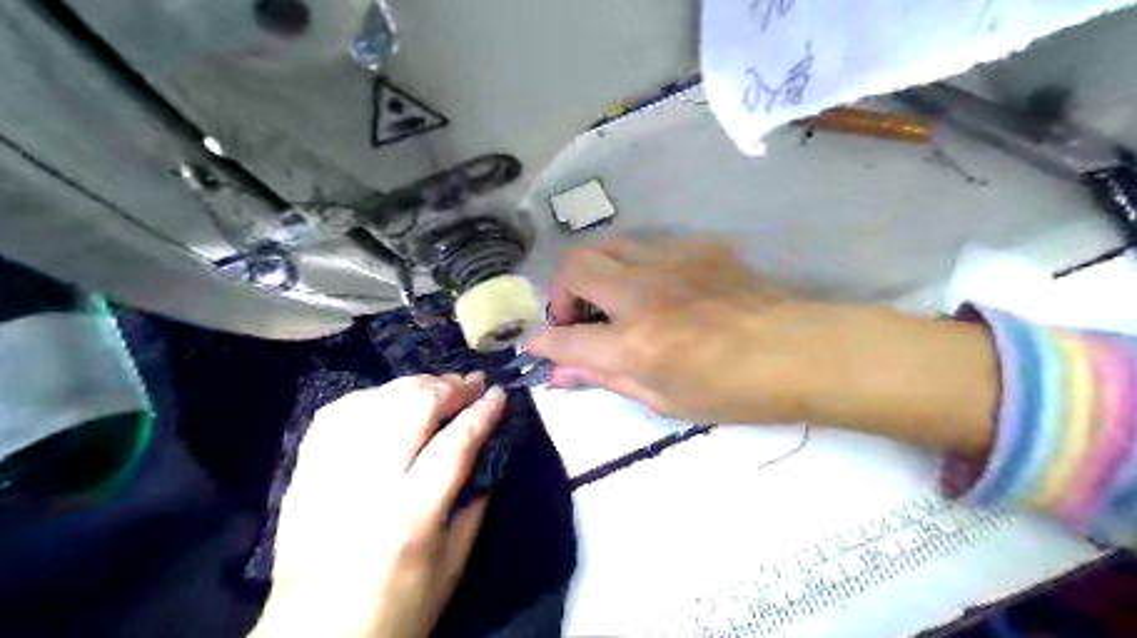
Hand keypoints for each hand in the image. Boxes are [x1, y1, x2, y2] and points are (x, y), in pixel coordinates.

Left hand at [255, 373, 507, 636]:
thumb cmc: (397, 611)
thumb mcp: (452, 566)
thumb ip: (474, 504)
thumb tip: (490, 451)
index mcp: (411, 515)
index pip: (455, 444)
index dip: (482, 412)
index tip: (500, 394)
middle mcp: (368, 484)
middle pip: (412, 409)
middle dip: (449, 387)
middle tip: (472, 381)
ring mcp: (329, 474)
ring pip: (374, 403)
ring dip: (412, 385)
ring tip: (437, 384)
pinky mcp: (304, 474)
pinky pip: (334, 415)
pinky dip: (367, 398)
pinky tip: (388, 397)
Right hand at [524, 236, 995, 453]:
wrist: (801, 352)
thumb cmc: (734, 392)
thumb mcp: (664, 400)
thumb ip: (607, 379)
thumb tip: (562, 374)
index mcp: (634, 343)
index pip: (564, 338)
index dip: (542, 343)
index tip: (536, 347)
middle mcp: (642, 293)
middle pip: (575, 269)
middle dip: (561, 294)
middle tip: (577, 319)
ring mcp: (670, 261)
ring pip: (607, 246)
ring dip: (595, 273)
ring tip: (610, 300)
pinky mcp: (696, 247)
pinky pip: (647, 246)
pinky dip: (634, 266)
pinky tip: (656, 289)